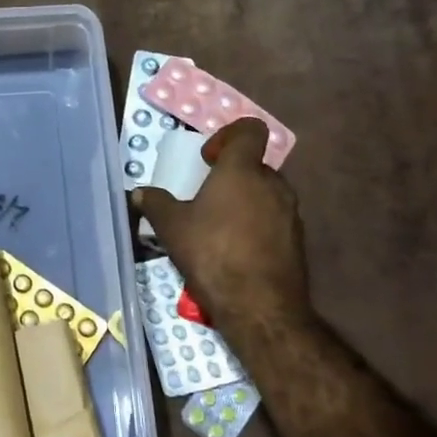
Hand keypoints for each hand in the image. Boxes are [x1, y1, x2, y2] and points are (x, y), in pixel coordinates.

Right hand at [134, 118, 314, 337]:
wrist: (260, 306)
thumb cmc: (212, 253)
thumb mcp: (172, 228)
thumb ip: (155, 204)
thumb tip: (139, 193)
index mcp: (242, 170)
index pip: (250, 130)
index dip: (229, 135)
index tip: (208, 159)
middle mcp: (272, 184)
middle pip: (254, 165)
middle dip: (231, 176)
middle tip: (206, 198)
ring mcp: (290, 213)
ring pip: (265, 194)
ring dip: (244, 202)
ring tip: (218, 229)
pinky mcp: (297, 240)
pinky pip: (274, 221)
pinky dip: (256, 227)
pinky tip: (236, 252)